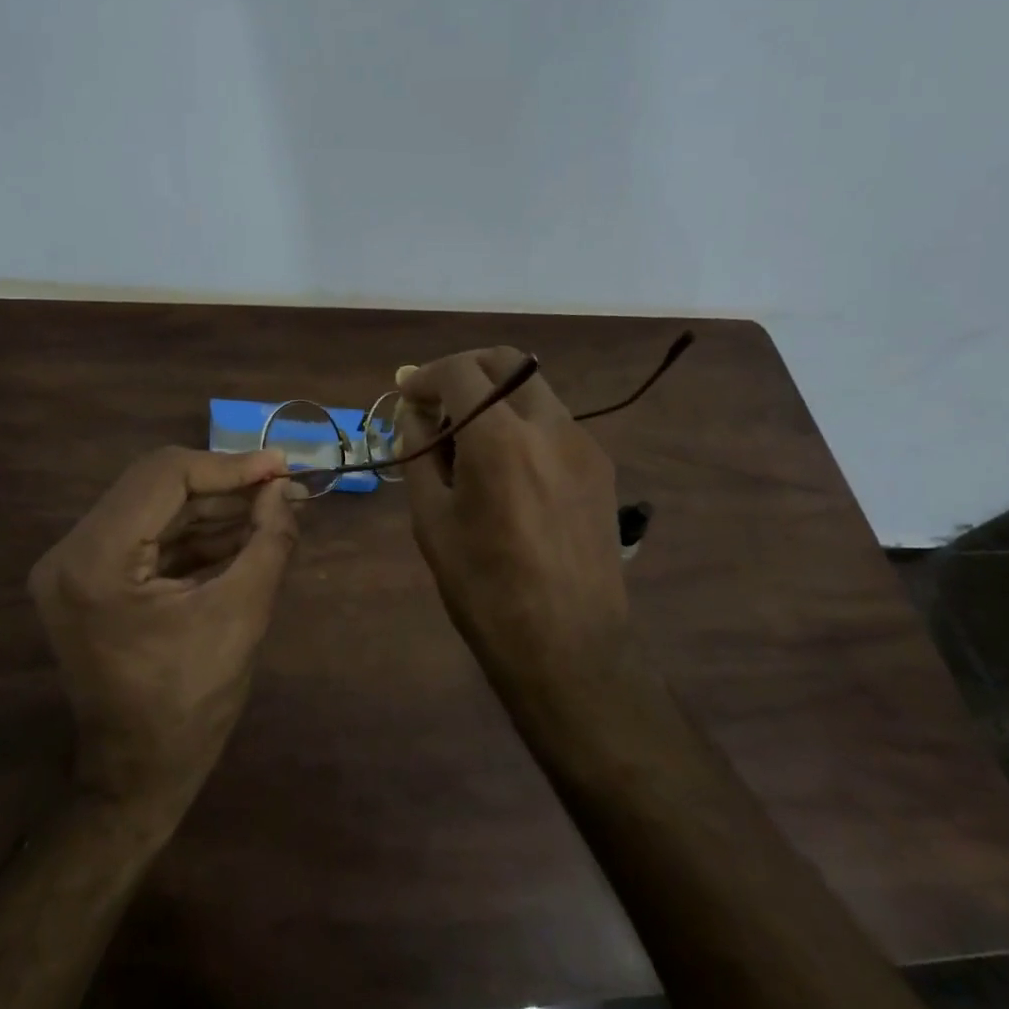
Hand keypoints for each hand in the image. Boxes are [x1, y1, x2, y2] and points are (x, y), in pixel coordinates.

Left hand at [28, 447, 299, 817]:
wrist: (139, 777)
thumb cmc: (190, 706)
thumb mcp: (241, 616)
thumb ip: (269, 541)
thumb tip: (284, 488)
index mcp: (95, 561)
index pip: (164, 477)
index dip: (229, 467)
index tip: (281, 466)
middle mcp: (71, 552)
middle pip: (157, 486)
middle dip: (225, 486)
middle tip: (283, 486)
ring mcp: (76, 565)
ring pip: (156, 508)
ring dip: (215, 507)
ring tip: (274, 506)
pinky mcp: (91, 579)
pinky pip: (150, 537)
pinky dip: (198, 533)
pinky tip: (245, 531)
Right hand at [395, 349, 630, 679]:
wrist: (568, 647)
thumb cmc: (484, 590)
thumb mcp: (432, 521)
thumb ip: (420, 454)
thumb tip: (413, 414)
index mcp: (500, 439)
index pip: (460, 371)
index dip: (426, 375)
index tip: (407, 394)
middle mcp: (549, 426)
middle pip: (506, 361)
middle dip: (465, 369)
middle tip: (437, 400)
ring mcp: (584, 444)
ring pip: (534, 388)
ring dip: (496, 394)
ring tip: (469, 436)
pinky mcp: (601, 467)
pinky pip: (554, 421)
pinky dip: (522, 421)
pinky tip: (506, 464)